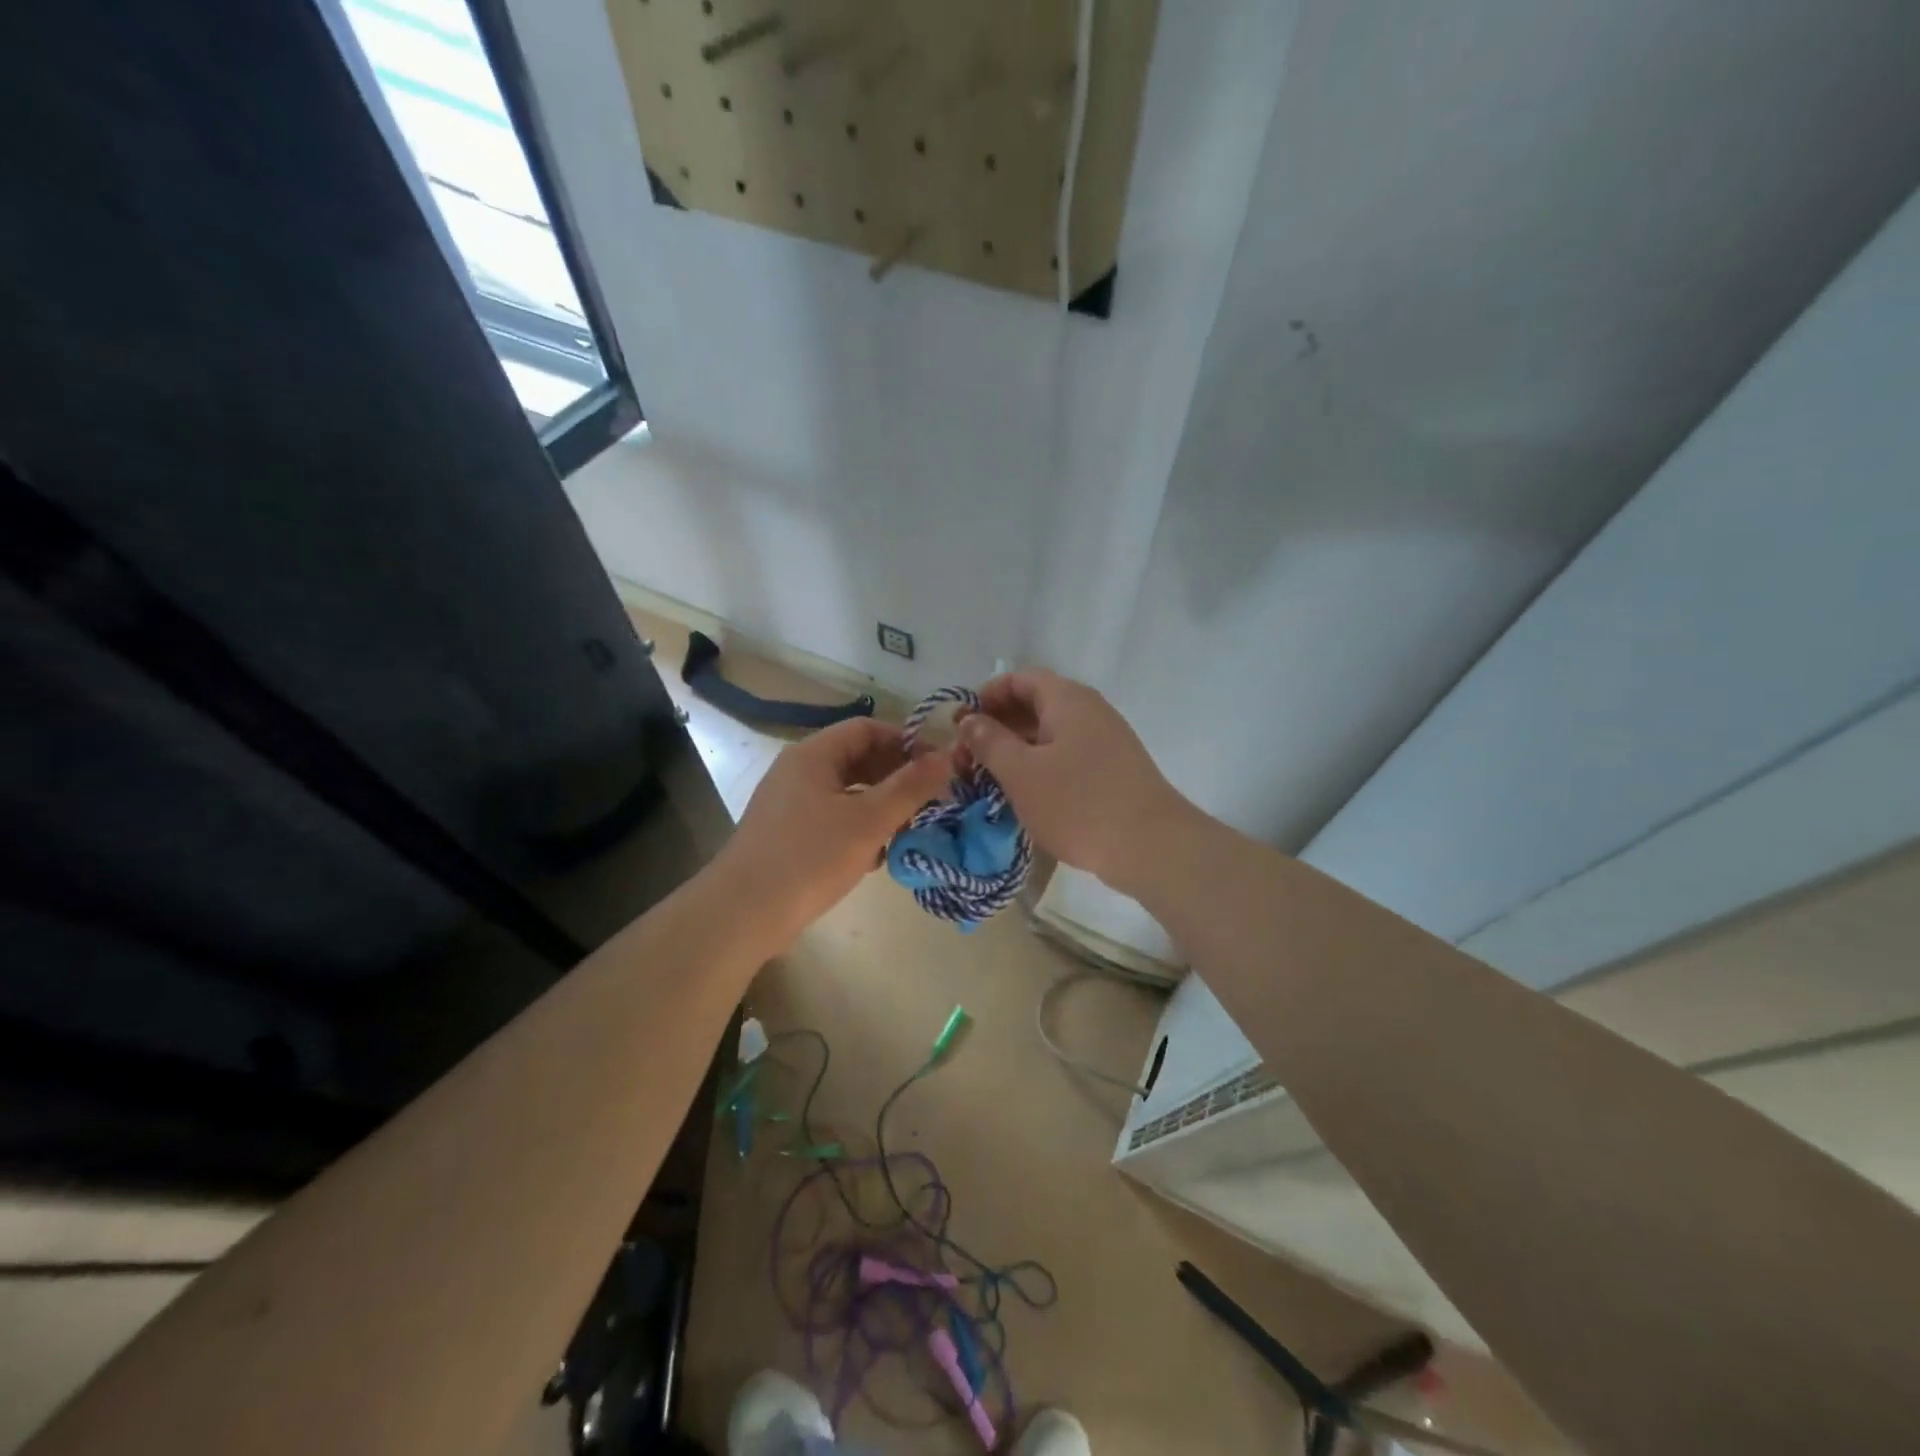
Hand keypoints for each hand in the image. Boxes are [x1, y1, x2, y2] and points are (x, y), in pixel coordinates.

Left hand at [718, 717, 952, 942]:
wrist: (743, 913)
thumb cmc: (810, 857)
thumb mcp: (869, 821)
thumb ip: (911, 787)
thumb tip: (949, 755)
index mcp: (813, 755)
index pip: (867, 729)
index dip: (905, 743)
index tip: (936, 768)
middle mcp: (798, 771)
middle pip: (857, 759)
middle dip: (895, 777)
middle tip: (929, 801)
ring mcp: (789, 803)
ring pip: (847, 791)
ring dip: (880, 805)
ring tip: (908, 830)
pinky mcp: (787, 834)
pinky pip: (832, 817)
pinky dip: (858, 827)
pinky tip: (876, 855)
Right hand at [959, 669, 1187, 892]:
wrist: (1150, 845)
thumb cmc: (1078, 803)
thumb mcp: (1021, 772)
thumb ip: (990, 742)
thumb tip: (970, 720)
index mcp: (1067, 699)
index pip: (1020, 679)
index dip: (987, 696)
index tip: (962, 726)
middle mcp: (1089, 710)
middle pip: (1035, 704)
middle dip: (997, 726)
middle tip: (968, 758)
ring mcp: (1105, 740)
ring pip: (1051, 733)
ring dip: (1017, 749)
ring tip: (990, 778)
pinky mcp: (1113, 769)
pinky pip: (1067, 754)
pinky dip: (1040, 765)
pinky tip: (1026, 793)